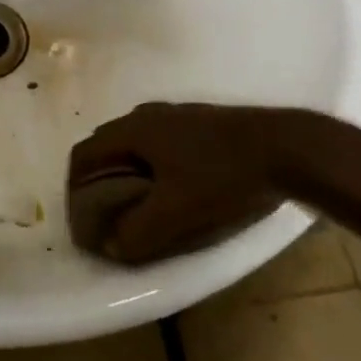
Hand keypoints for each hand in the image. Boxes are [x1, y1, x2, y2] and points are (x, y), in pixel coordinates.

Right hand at [66, 103, 360, 264]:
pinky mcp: (200, 122)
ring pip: (135, 145)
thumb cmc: (223, 177)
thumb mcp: (177, 214)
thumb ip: (137, 233)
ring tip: (139, 206)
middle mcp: (146, 115)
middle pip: (107, 146)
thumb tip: (109, 245)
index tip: (82, 220)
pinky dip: (152, 167)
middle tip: (107, 215)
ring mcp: (175, 115)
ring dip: (127, 173)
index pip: (84, 155)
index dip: (73, 188)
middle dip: (99, 181)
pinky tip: (175, 189)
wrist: (287, 147)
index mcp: (133, 130)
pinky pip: (160, 144)